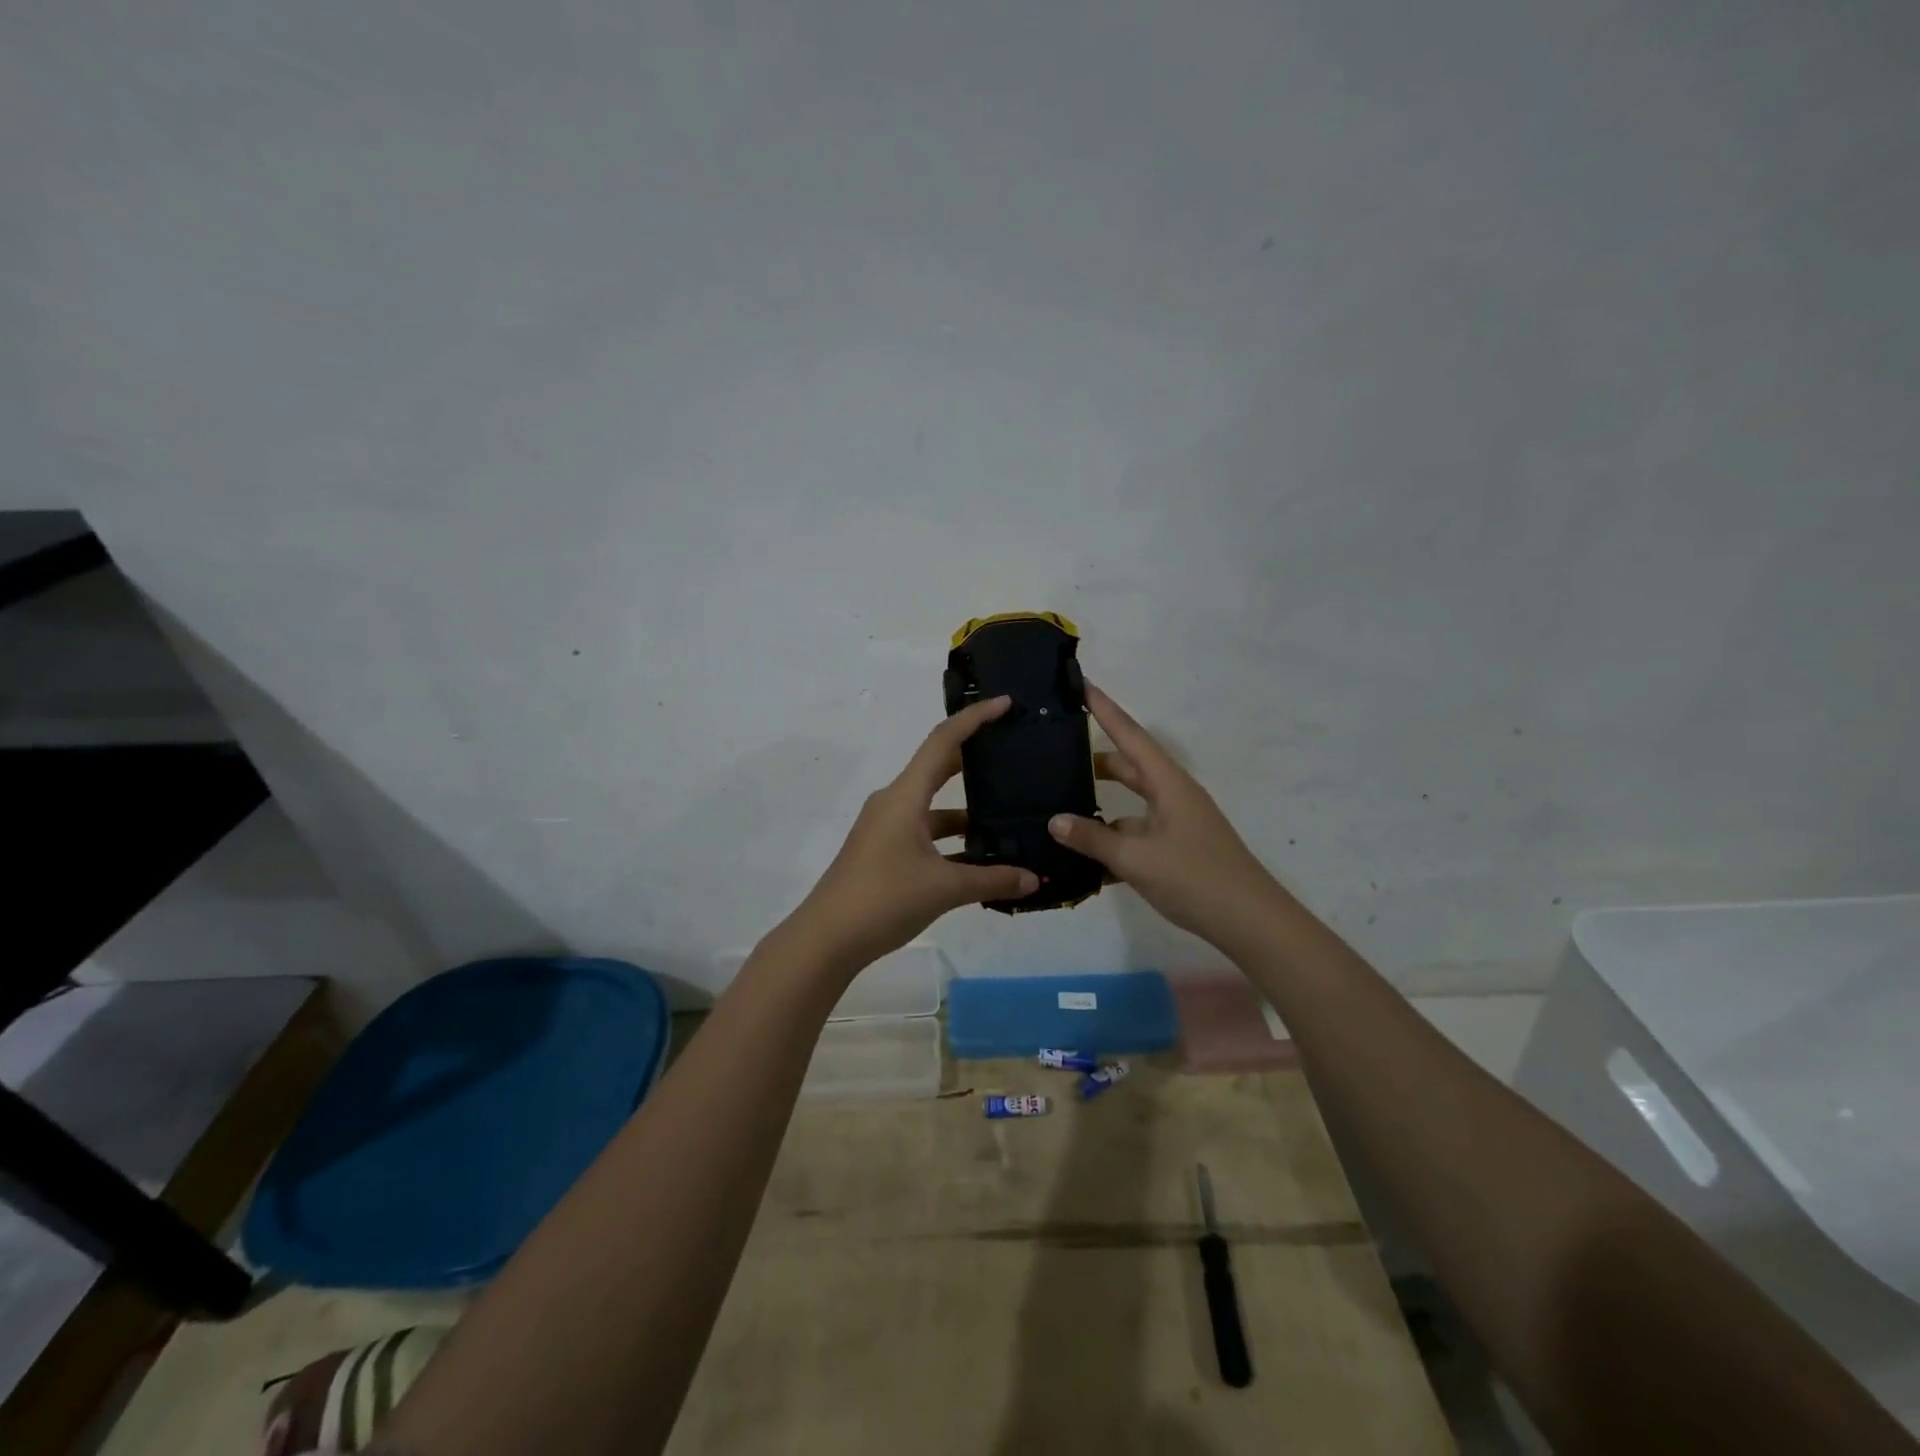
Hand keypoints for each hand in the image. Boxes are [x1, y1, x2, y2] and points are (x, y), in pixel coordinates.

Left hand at [792, 697, 1038, 969]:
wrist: (826, 939)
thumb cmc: (883, 899)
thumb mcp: (944, 888)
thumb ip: (992, 880)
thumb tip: (1034, 880)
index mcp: (905, 796)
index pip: (943, 741)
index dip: (974, 719)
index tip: (1005, 703)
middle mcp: (894, 802)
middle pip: (939, 767)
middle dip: (975, 758)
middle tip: (1014, 752)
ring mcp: (887, 828)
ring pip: (935, 807)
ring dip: (968, 811)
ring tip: (1011, 814)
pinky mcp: (885, 851)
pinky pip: (927, 833)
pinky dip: (953, 839)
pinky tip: (983, 857)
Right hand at [1050, 684, 1280, 946]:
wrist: (1251, 922)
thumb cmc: (1195, 878)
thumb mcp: (1136, 858)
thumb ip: (1093, 838)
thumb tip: (1055, 820)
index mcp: (1168, 783)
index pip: (1130, 735)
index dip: (1104, 709)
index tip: (1080, 683)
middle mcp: (1173, 795)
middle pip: (1129, 766)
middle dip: (1095, 756)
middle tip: (1057, 746)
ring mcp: (1176, 822)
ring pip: (1131, 802)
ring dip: (1101, 801)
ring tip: (1061, 800)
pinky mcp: (1177, 848)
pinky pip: (1137, 831)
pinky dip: (1113, 836)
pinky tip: (1084, 855)